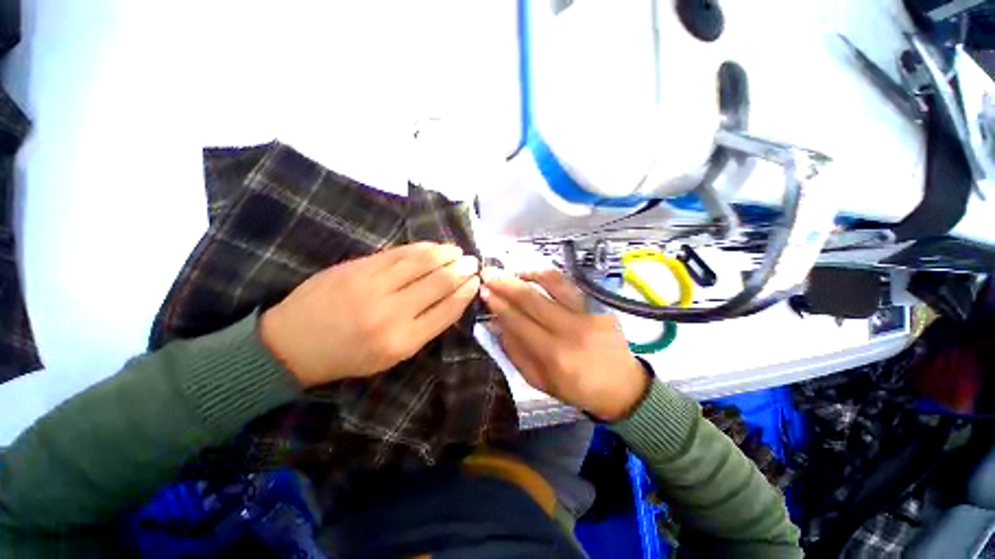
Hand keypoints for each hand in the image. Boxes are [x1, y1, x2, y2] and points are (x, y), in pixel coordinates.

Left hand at [260, 242, 480, 387]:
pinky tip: (433, 246)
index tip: (476, 282)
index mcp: (402, 341)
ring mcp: (373, 286)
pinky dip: (421, 248)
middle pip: (438, 284)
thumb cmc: (348, 356)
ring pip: (421, 263)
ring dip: (445, 254)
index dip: (465, 293)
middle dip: (462, 270)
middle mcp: (392, 313)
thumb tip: (450, 300)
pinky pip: (398, 253)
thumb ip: (423, 328)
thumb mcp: (391, 356)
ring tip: (458, 251)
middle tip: (473, 262)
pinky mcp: (358, 268)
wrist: (292, 345)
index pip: (446, 311)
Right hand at [481, 268, 648, 421]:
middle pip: (532, 299)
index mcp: (554, 355)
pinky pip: (569, 284)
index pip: (518, 322)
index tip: (484, 291)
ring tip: (514, 272)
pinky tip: (537, 276)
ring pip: (554, 283)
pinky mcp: (600, 305)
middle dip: (506, 283)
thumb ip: (515, 351)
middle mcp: (571, 330)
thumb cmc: (576, 388)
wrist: (622, 386)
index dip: (498, 304)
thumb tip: (495, 323)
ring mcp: (588, 314)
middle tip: (489, 273)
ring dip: (529, 273)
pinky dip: (549, 276)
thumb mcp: (539, 380)